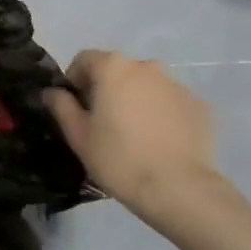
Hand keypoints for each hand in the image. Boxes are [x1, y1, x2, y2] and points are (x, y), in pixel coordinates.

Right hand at [46, 50, 224, 222]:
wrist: (180, 190)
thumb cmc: (120, 160)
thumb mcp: (79, 136)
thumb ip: (61, 106)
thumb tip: (51, 92)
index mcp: (114, 67)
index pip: (84, 59)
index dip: (74, 80)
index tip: (75, 108)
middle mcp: (147, 66)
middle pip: (117, 70)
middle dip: (106, 89)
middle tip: (103, 124)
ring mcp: (177, 84)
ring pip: (146, 85)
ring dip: (136, 100)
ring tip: (134, 135)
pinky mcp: (199, 105)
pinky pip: (171, 103)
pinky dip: (162, 114)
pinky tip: (160, 143)